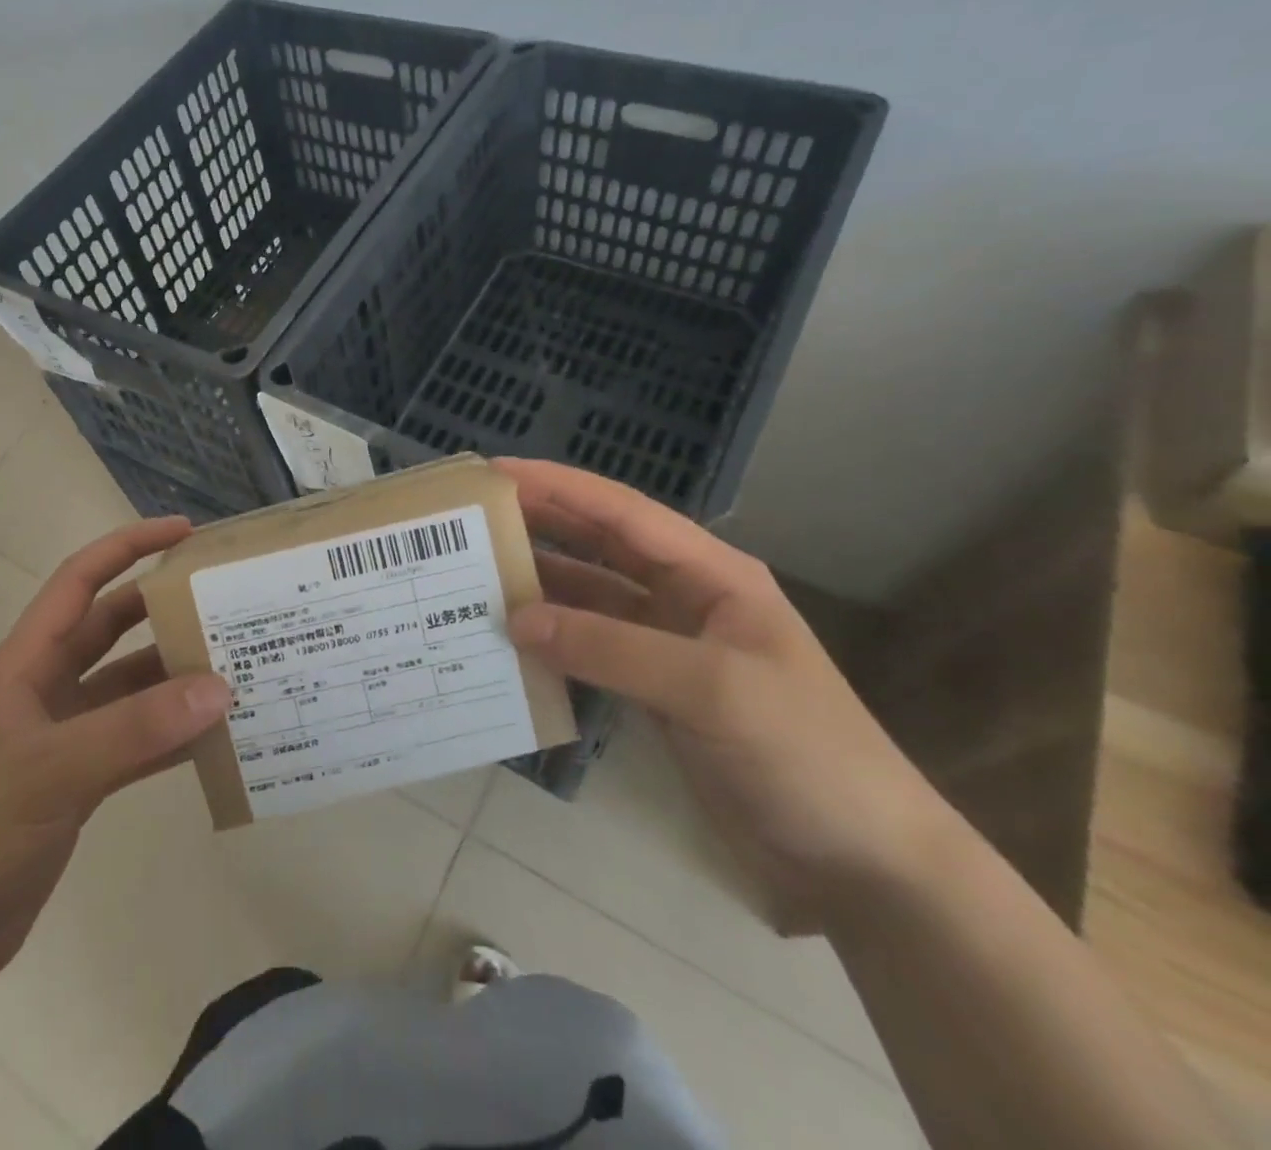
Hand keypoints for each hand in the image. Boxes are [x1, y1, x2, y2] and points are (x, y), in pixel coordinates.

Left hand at [0, 517, 231, 988]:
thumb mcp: (53, 771)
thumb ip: (137, 729)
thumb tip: (220, 687)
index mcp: (26, 664)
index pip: (80, 581)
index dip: (129, 547)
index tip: (185, 532)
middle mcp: (46, 689)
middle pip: (112, 629)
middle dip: (164, 610)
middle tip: (225, 602)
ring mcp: (63, 737)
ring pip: (129, 689)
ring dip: (175, 679)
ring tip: (237, 669)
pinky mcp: (77, 782)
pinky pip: (135, 742)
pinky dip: (171, 736)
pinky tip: (215, 738)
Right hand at [501, 459, 949, 934]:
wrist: (861, 862)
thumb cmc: (804, 753)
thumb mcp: (710, 688)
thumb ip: (610, 647)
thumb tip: (517, 618)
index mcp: (711, 573)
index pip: (622, 512)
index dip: (558, 486)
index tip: (496, 472)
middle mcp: (685, 597)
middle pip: (600, 546)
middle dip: (540, 524)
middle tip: (473, 517)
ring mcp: (668, 646)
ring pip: (590, 598)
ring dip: (540, 586)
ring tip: (475, 575)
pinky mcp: (655, 691)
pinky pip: (591, 649)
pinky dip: (552, 642)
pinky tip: (511, 640)